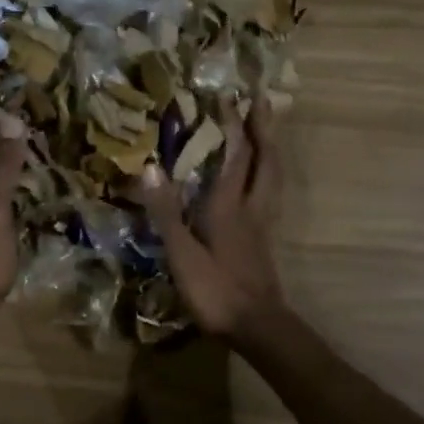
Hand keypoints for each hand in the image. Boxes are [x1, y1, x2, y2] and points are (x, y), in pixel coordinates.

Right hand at [139, 96, 285, 346]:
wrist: (257, 326)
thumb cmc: (216, 290)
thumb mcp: (181, 253)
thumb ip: (166, 211)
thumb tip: (150, 167)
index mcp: (229, 206)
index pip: (236, 155)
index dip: (234, 125)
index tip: (229, 97)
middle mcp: (251, 208)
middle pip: (266, 160)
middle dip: (264, 128)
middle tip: (263, 101)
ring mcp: (261, 225)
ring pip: (273, 177)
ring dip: (271, 149)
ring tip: (266, 132)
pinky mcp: (264, 241)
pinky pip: (269, 194)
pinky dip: (267, 175)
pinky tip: (259, 181)